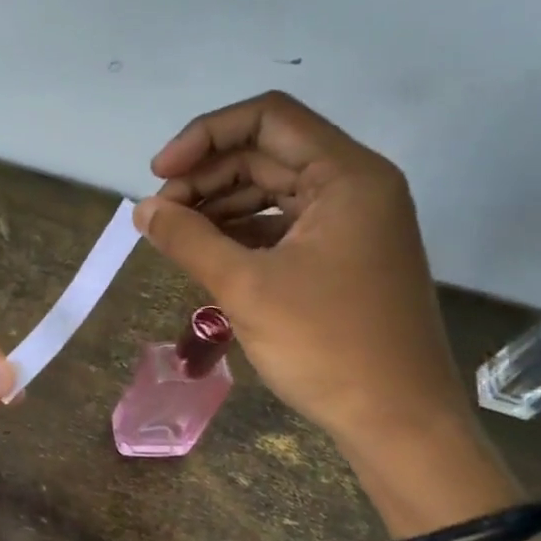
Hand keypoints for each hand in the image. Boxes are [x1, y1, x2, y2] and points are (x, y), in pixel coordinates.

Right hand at [134, 91, 471, 448]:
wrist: (398, 422)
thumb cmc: (327, 347)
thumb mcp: (246, 288)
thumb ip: (188, 240)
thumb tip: (142, 210)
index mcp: (346, 177)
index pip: (268, 118)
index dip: (205, 135)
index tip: (159, 174)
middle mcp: (354, 187)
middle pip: (266, 153)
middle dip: (205, 175)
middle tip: (158, 215)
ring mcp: (350, 223)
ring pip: (270, 189)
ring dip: (217, 204)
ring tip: (174, 236)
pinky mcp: (340, 256)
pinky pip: (280, 224)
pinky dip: (239, 231)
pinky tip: (205, 253)